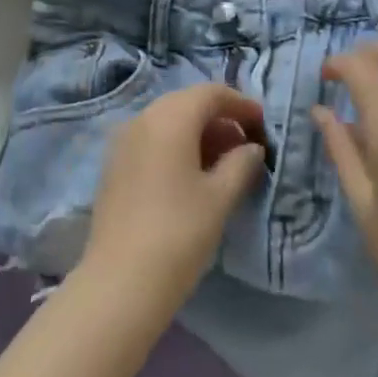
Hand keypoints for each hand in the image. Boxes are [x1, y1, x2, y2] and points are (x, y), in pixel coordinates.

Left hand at [79, 84, 266, 326]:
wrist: (120, 283)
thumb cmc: (178, 234)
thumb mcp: (220, 197)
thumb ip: (241, 164)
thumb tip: (252, 148)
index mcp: (170, 117)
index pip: (211, 93)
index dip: (240, 104)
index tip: (262, 124)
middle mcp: (143, 118)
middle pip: (188, 103)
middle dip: (220, 118)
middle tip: (246, 146)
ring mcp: (123, 140)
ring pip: (168, 121)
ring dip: (198, 133)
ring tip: (224, 163)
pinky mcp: (114, 164)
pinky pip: (152, 139)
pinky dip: (176, 145)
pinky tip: (192, 176)